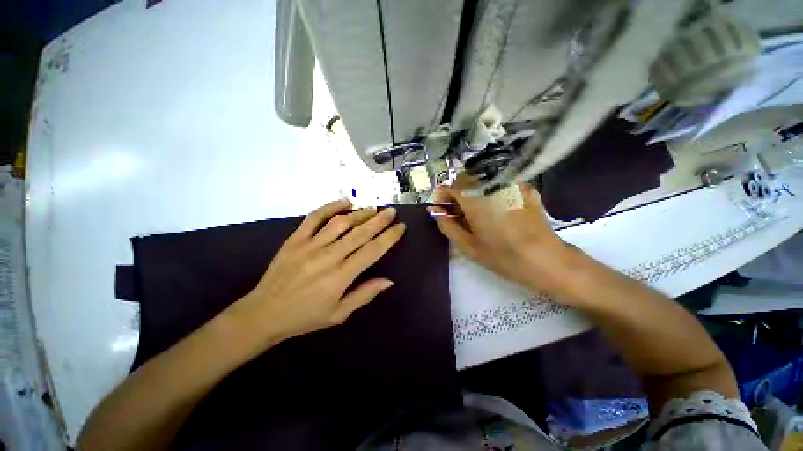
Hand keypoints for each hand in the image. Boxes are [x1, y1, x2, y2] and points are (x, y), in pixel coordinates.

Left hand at [227, 199, 405, 346]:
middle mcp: (328, 257)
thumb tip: (388, 280)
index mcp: (340, 277)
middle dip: (379, 221)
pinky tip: (343, 202)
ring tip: (373, 208)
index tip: (400, 227)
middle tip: (391, 211)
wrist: (267, 311)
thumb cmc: (305, 317)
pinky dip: (330, 207)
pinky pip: (314, 218)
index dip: (388, 237)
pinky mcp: (294, 239)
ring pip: (340, 223)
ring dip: (359, 213)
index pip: (371, 251)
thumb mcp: (338, 314)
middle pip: (359, 233)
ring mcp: (309, 245)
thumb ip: (363, 295)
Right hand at [429, 180, 577, 297]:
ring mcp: (511, 182)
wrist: (545, 257)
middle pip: (468, 179)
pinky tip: (505, 212)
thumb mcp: (470, 247)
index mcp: (474, 196)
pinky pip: (505, 184)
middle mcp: (491, 182)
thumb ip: (449, 226)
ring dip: (479, 192)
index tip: (444, 211)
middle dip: (461, 193)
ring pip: (486, 180)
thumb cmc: (504, 256)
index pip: (449, 185)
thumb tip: (436, 211)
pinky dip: (498, 193)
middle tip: (463, 215)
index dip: (443, 197)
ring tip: (485, 213)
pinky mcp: (526, 187)